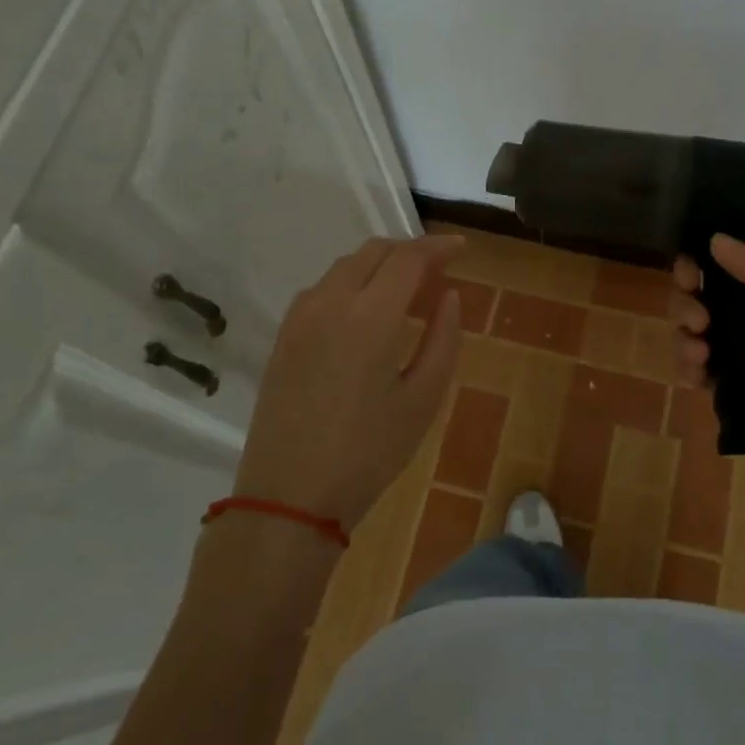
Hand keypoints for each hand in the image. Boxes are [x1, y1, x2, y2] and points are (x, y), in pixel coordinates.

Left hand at [231, 235, 463, 532]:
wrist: (289, 497)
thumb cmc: (369, 453)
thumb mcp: (423, 400)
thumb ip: (443, 339)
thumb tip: (448, 297)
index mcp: (371, 316)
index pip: (408, 258)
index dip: (438, 247)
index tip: (461, 248)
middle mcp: (331, 302)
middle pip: (374, 252)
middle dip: (409, 251)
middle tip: (438, 270)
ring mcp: (300, 317)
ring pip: (345, 267)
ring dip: (379, 265)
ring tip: (406, 291)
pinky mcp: (283, 336)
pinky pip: (323, 289)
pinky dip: (352, 283)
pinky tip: (367, 312)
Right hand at [672, 234, 744, 505]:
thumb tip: (715, 238)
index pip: (728, 272)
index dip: (700, 268)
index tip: (688, 276)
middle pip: (706, 305)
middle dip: (688, 307)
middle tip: (698, 324)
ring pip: (700, 342)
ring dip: (684, 342)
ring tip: (698, 357)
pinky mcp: (743, 402)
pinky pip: (705, 379)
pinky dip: (692, 373)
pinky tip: (695, 379)